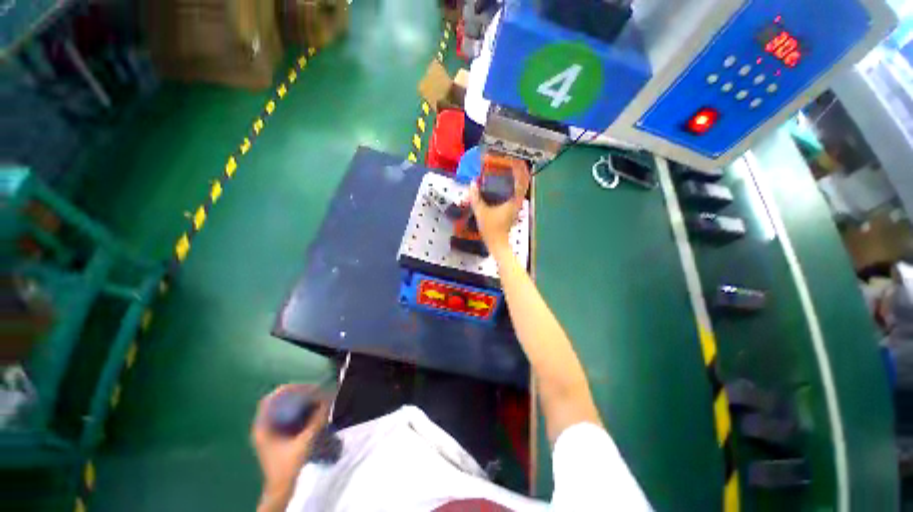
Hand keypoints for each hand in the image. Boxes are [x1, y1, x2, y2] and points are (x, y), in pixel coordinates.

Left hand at [252, 384, 327, 509]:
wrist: (282, 490)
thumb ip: (316, 421)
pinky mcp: (278, 437)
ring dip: (300, 402)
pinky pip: (288, 416)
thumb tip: (329, 400)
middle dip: (297, 394)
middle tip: (315, 391)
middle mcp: (264, 427)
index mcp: (263, 428)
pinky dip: (300, 411)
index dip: (287, 389)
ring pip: (284, 409)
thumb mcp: (304, 443)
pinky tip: (312, 411)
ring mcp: (270, 432)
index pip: (270, 399)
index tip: (305, 386)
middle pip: (278, 402)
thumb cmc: (288, 467)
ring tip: (316, 398)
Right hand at [469, 166, 528, 255]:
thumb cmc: (491, 228)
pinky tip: (504, 183)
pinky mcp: (513, 209)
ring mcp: (517, 206)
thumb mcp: (480, 212)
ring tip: (508, 168)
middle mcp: (518, 201)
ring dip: (516, 177)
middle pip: (523, 182)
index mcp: (514, 200)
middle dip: (518, 170)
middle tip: (509, 160)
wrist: (497, 243)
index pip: (521, 180)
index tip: (513, 158)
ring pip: (521, 187)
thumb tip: (472, 183)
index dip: (519, 168)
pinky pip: (516, 192)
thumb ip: (475, 197)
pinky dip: (513, 185)